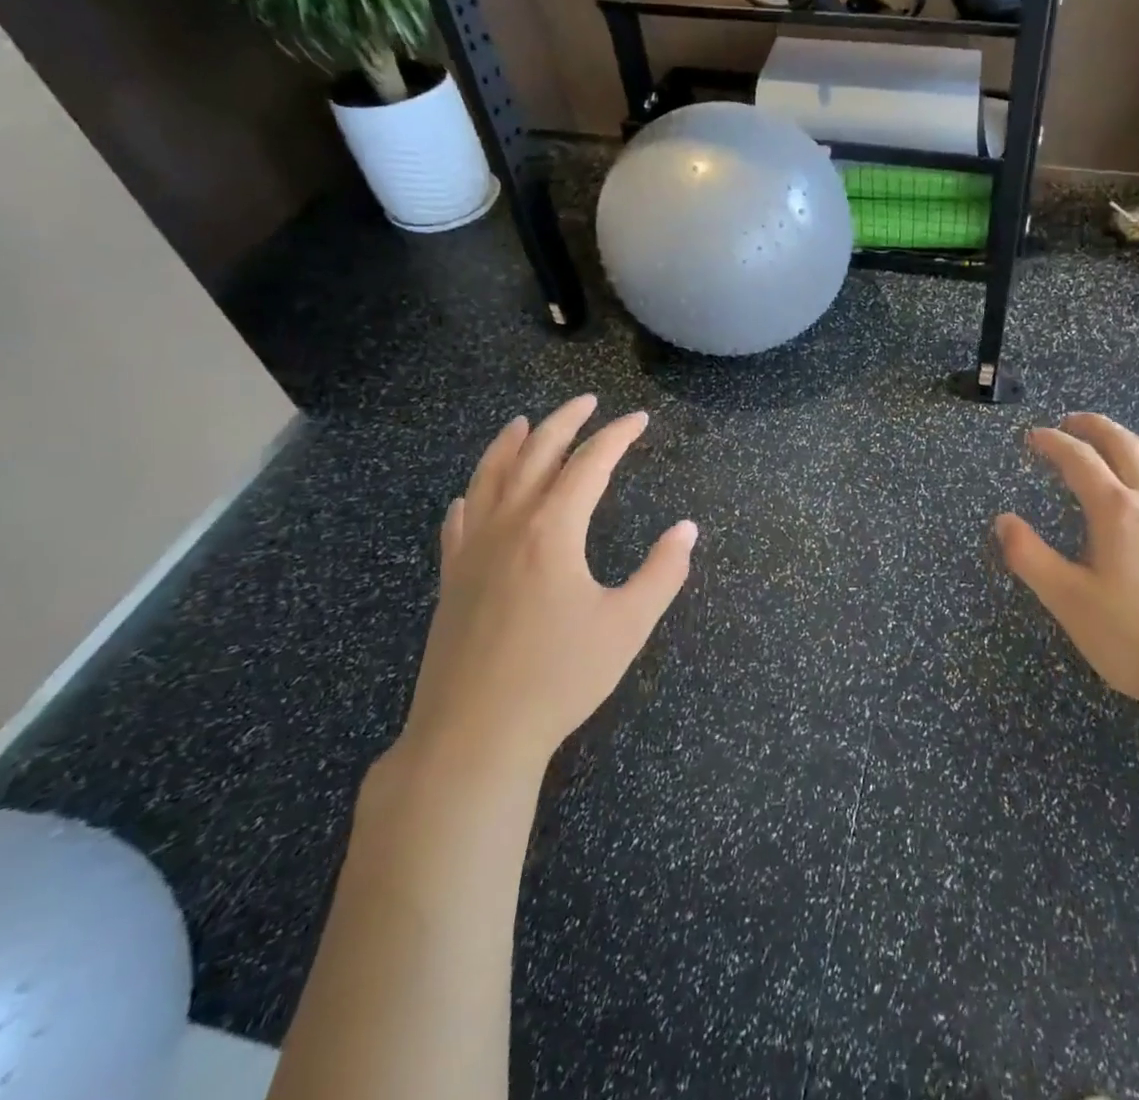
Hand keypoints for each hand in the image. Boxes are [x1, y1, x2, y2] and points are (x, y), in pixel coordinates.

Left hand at [390, 395, 696, 792]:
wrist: (474, 735)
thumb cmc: (559, 678)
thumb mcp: (627, 625)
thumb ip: (662, 572)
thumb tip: (687, 529)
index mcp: (553, 530)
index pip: (589, 464)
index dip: (616, 436)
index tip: (639, 419)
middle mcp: (509, 526)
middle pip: (534, 454)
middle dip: (564, 422)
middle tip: (587, 403)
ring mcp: (472, 551)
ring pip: (488, 478)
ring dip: (509, 444)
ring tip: (524, 422)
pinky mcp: (451, 580)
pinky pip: (459, 521)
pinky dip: (471, 495)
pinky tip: (471, 495)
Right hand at [995, 413, 1138, 735]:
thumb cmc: (1134, 639)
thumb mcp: (1068, 601)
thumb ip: (1030, 557)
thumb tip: (1003, 520)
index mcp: (1116, 511)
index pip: (1079, 460)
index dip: (1053, 443)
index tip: (1032, 437)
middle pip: (1124, 446)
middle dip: (1094, 427)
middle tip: (1070, 421)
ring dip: (1133, 440)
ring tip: (1116, 438)